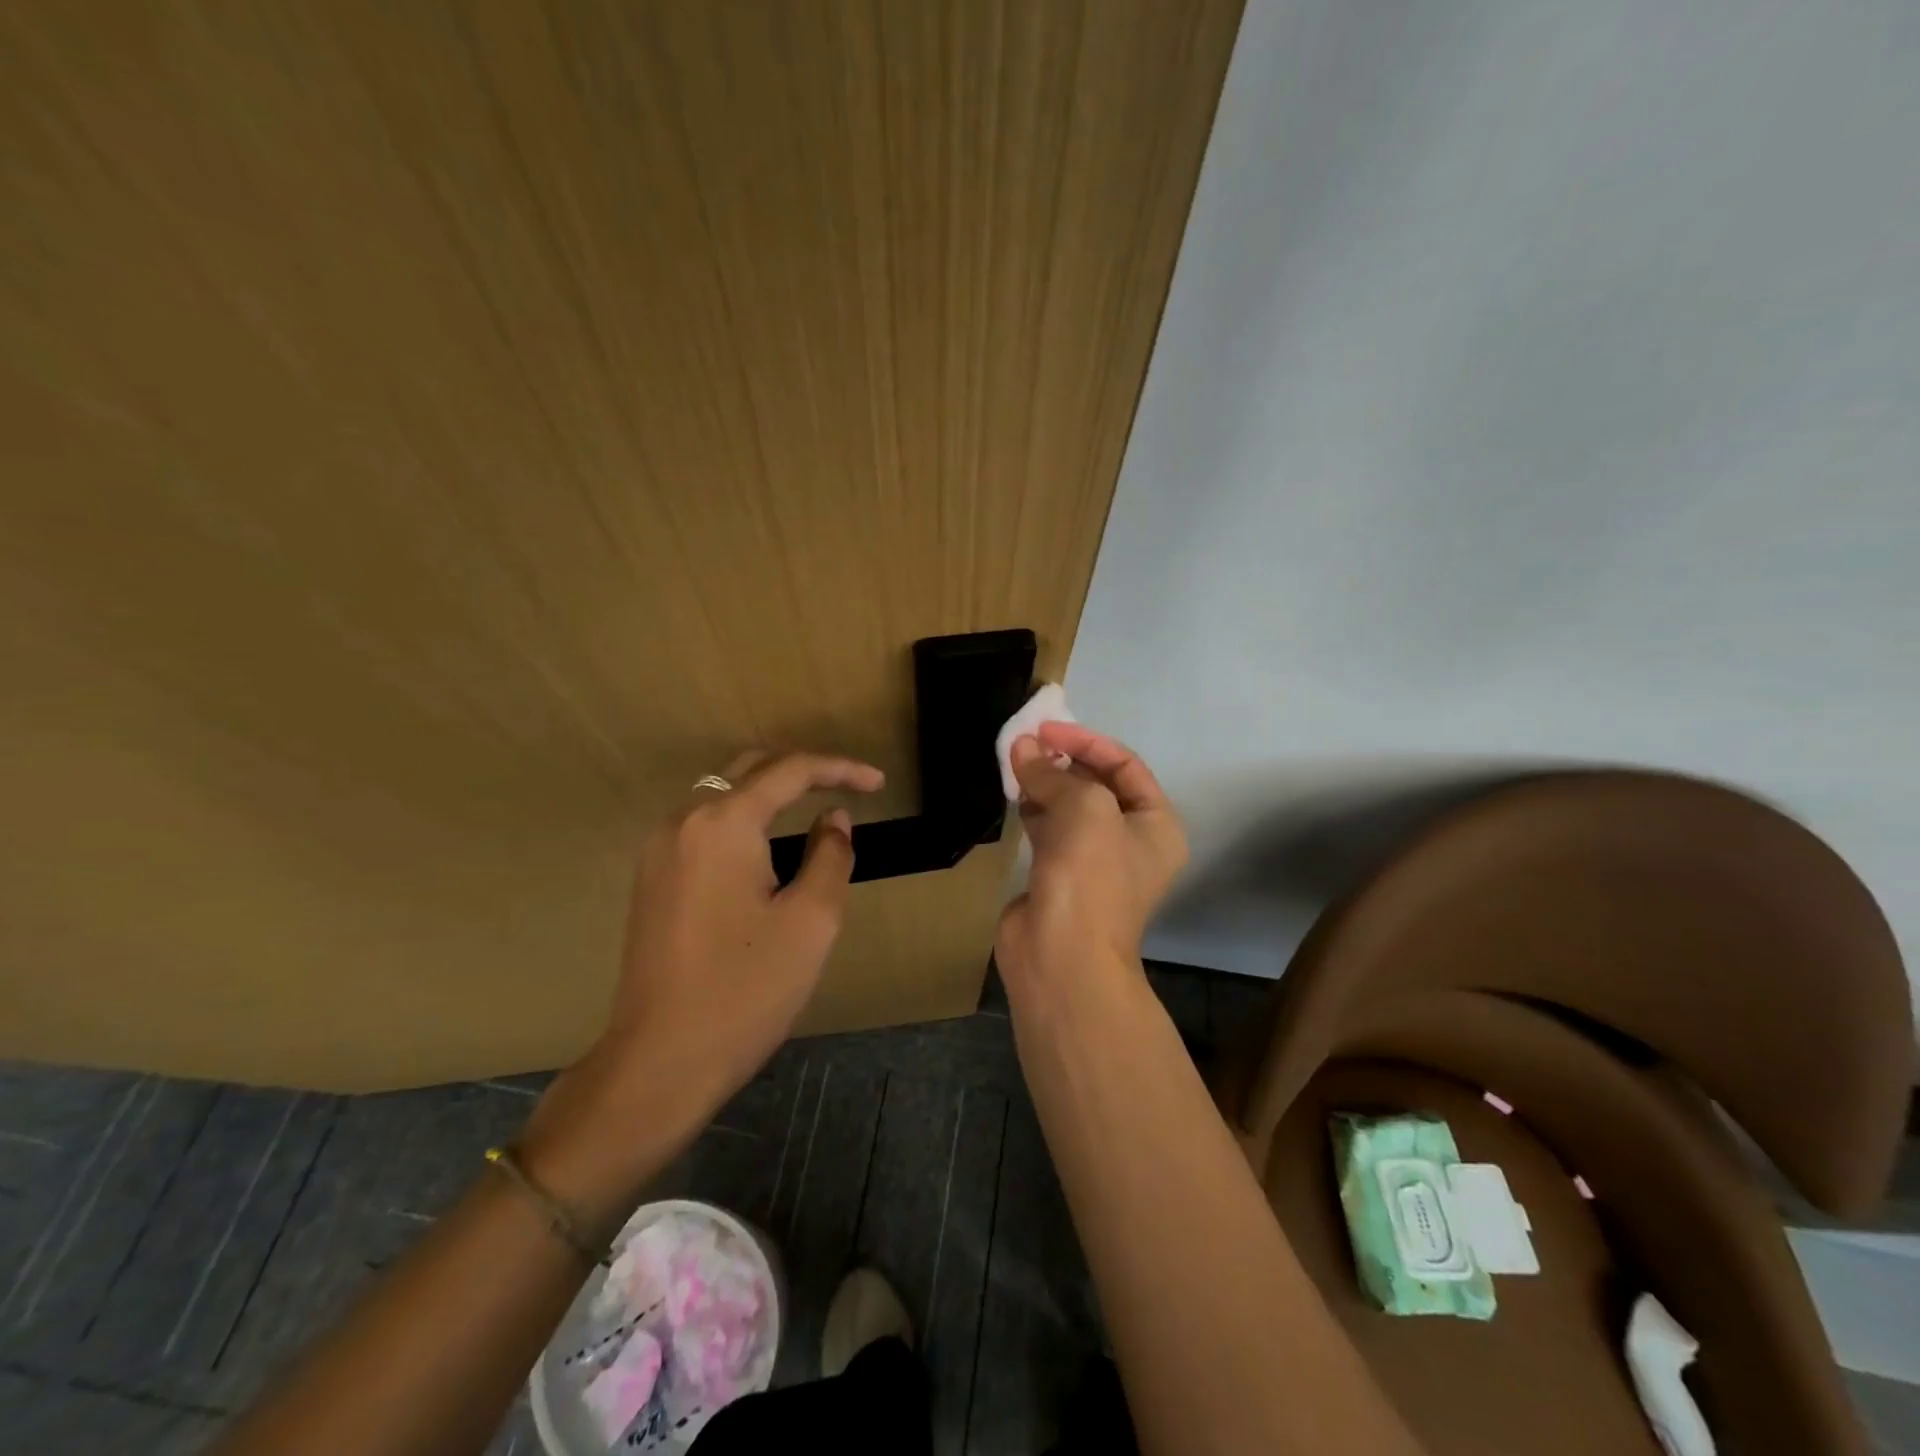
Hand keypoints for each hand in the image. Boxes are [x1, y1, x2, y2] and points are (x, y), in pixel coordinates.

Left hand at [523, 750, 881, 1205]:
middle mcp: (683, 821)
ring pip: (722, 794)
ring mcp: (659, 849)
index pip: (789, 771)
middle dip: (802, 771)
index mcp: (723, 824)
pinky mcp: (651, 877)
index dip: (839, 769)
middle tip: (848, 786)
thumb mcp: (811, 921)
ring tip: (813, 806)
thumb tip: (833, 819)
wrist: (660, 1061)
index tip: (878, 783)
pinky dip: (742, 817)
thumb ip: (831, 856)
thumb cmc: (746, 990)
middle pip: (750, 769)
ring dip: (770, 792)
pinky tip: (766, 842)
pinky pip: (704, 824)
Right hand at [996, 722, 1186, 984]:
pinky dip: (1033, 808)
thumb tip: (1021, 747)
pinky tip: (1014, 793)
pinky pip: (1049, 829)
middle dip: (1063, 761)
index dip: (1086, 742)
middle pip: (1097, 784)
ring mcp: (1094, 860)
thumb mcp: (1084, 808)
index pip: (1125, 765)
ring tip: (1015, 761)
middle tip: (1027, 743)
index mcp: (1156, 824)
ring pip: (1069, 807)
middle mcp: (1130, 840)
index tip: (1046, 730)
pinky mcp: (1059, 875)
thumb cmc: (1091, 876)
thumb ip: (1052, 773)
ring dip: (1045, 782)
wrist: (1062, 957)